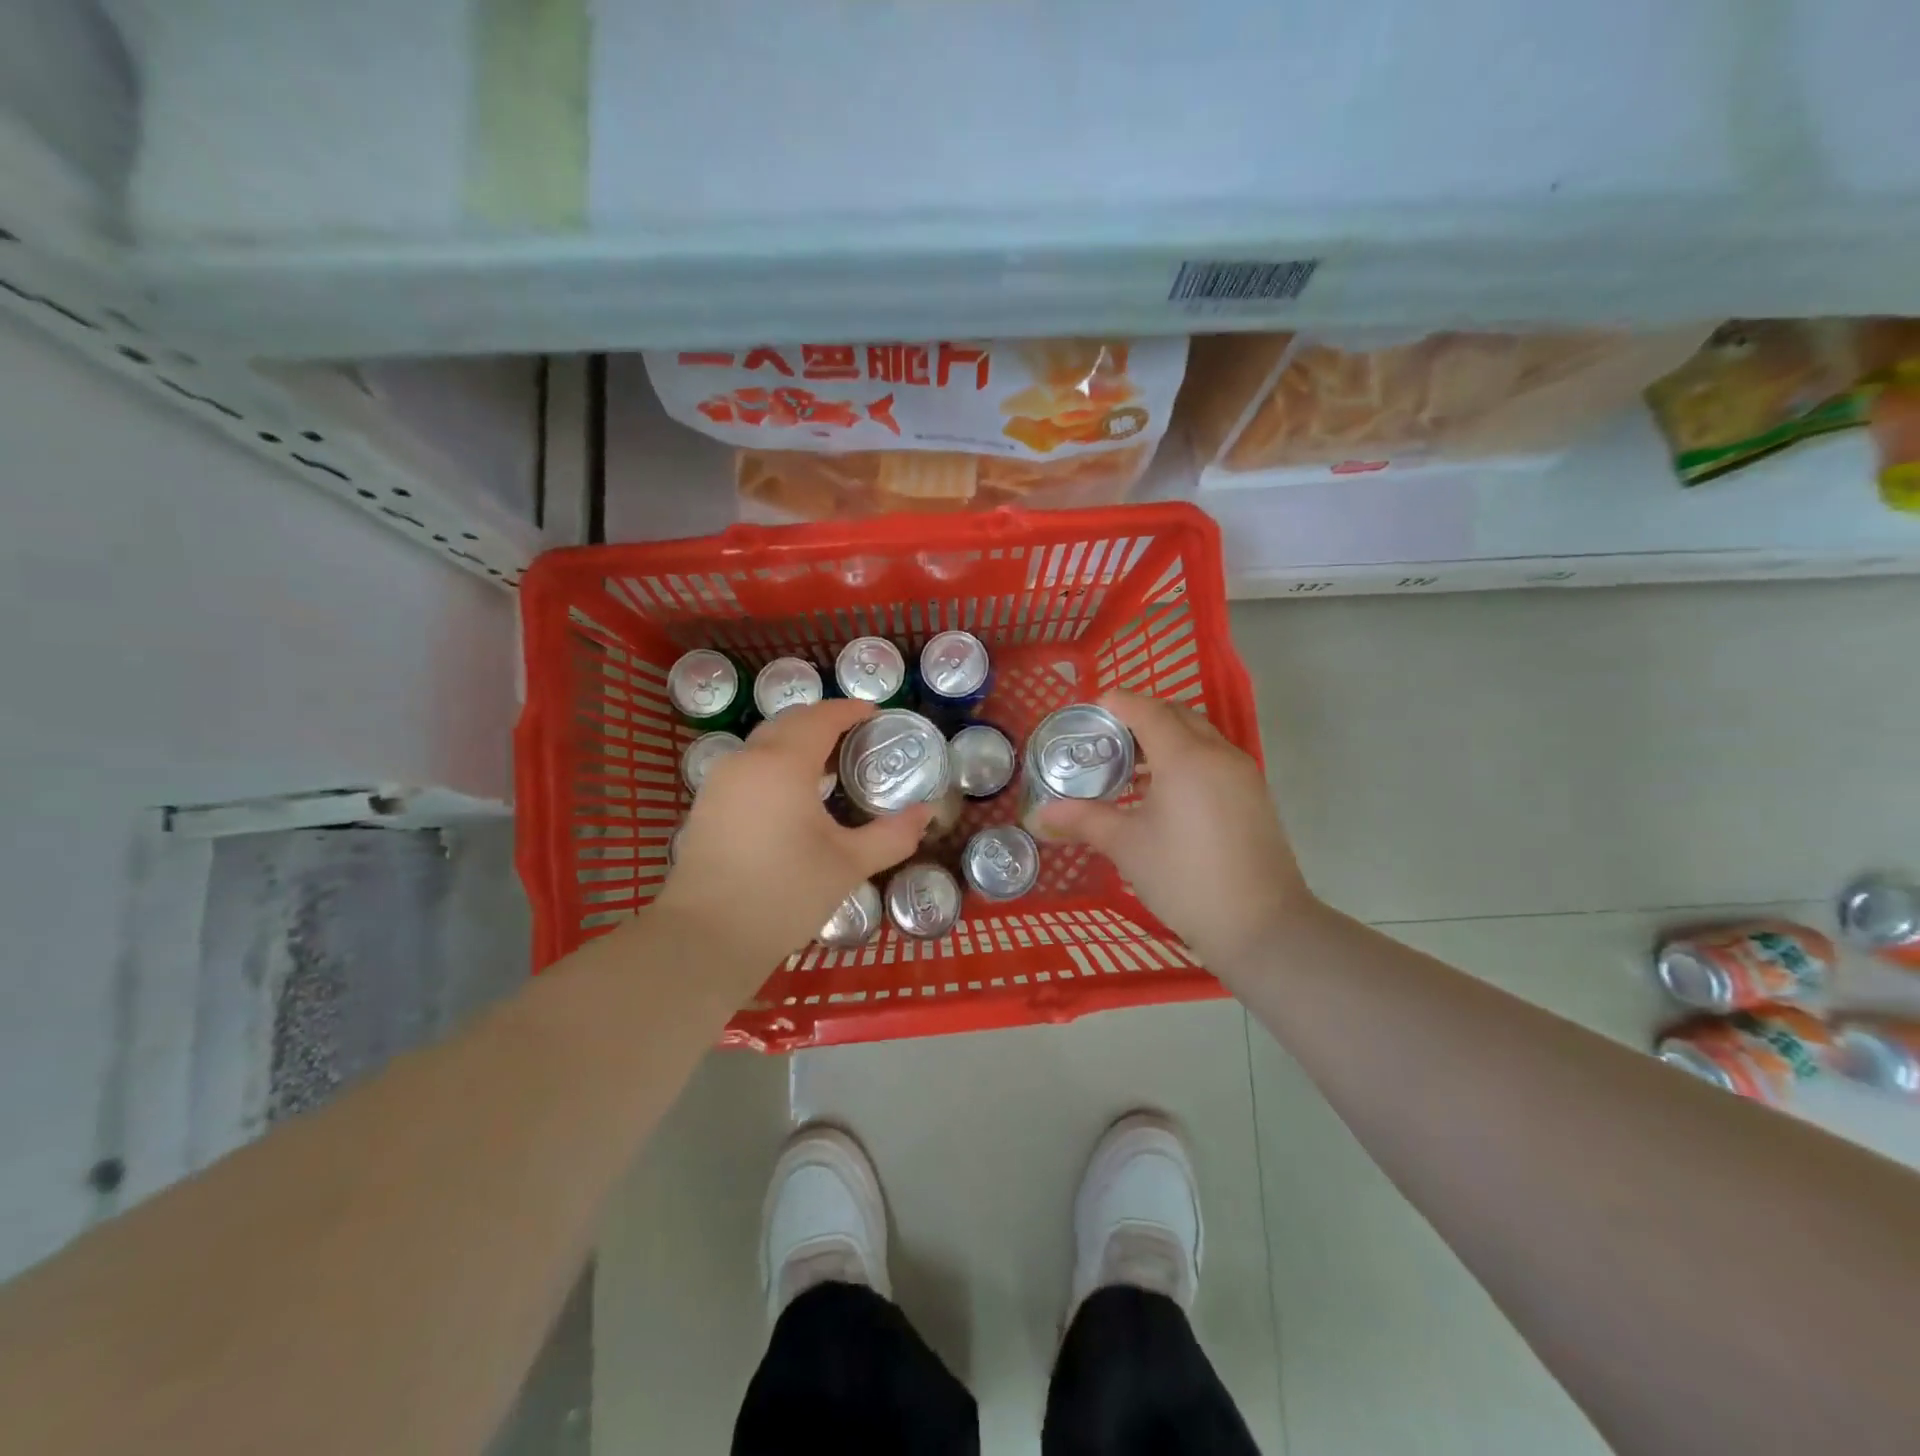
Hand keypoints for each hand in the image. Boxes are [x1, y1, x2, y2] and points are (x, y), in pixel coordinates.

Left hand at [652, 699, 931, 970]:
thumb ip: (892, 835)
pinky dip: (775, 765)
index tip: (876, 714)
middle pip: (789, 723)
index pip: (821, 718)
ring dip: (797, 743)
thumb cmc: (784, 894)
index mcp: (783, 763)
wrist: (706, 938)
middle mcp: (747, 760)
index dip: (850, 710)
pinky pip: (748, 767)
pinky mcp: (707, 805)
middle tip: (857, 739)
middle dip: (824, 722)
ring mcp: (720, 781)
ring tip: (829, 767)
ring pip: (764, 744)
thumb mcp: (848, 864)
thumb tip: (926, 814)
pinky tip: (792, 796)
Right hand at [1036, 691, 1315, 974]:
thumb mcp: (1127, 846)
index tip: (1086, 715)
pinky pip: (1214, 758)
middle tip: (1105, 743)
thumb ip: (1084, 820)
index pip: (1146, 709)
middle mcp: (1218, 753)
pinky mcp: (1254, 794)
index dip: (1114, 704)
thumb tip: (1041, 815)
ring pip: (1199, 736)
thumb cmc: (1185, 879)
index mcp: (1185, 756)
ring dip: (1165, 739)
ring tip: (1131, 770)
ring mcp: (1242, 773)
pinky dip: (1186, 759)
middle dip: (1139, 718)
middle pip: (1175, 714)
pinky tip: (1163, 794)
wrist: (1261, 926)